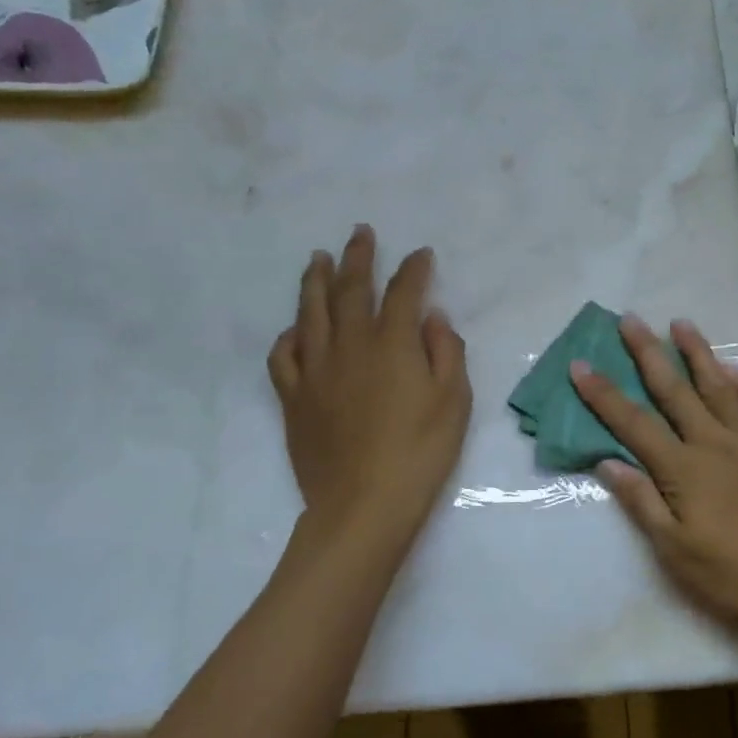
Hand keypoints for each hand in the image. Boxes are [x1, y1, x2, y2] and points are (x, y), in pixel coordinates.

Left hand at [266, 226, 471, 551]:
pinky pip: (284, 355)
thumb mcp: (454, 401)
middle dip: (359, 257)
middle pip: (352, 289)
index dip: (414, 269)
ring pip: (311, 312)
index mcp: (393, 344)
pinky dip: (289, 335)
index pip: (404, 292)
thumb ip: (446, 351)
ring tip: (318, 259)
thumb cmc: (420, 452)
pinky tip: (296, 328)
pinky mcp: (294, 398)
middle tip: (361, 233)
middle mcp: (350, 345)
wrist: (364, 504)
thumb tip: (432, 317)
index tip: (422, 254)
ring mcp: (316, 370)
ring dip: (316, 280)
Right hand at [570, 315, 737, 636]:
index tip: (581, 364)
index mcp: (683, 469)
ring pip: (720, 384)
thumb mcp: (676, 552)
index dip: (603, 394)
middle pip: (675, 389)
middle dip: (648, 352)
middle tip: (630, 319)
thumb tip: (607, 462)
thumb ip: (642, 502)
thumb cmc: (736, 575)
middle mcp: (715, 441)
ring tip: (681, 323)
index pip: (633, 423)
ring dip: (698, 351)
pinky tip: (735, 370)